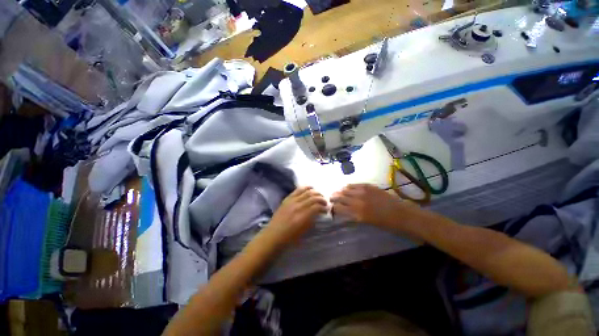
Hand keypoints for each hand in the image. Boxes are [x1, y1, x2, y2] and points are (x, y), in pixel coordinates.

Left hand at [262, 187, 327, 247]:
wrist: (273, 235)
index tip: (327, 209)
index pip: (317, 207)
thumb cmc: (289, 237)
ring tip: (320, 195)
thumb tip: (318, 213)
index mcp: (303, 216)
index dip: (324, 207)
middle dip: (321, 199)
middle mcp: (298, 206)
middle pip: (313, 198)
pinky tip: (310, 188)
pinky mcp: (287, 199)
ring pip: (306, 192)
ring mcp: (292, 201)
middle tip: (325, 202)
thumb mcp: (304, 231)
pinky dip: (305, 187)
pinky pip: (297, 190)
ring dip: (315, 192)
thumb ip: (312, 220)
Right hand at [330, 184, 404, 226]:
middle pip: (340, 197)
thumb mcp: (366, 222)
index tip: (331, 206)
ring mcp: (363, 192)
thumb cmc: (384, 223)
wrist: (401, 214)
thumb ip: (353, 215)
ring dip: (340, 191)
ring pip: (346, 189)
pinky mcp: (369, 186)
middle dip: (334, 197)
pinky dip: (349, 186)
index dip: (333, 207)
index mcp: (357, 213)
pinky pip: (355, 185)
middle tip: (330, 197)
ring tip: (337, 192)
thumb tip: (344, 211)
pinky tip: (346, 187)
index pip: (339, 208)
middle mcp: (358, 201)